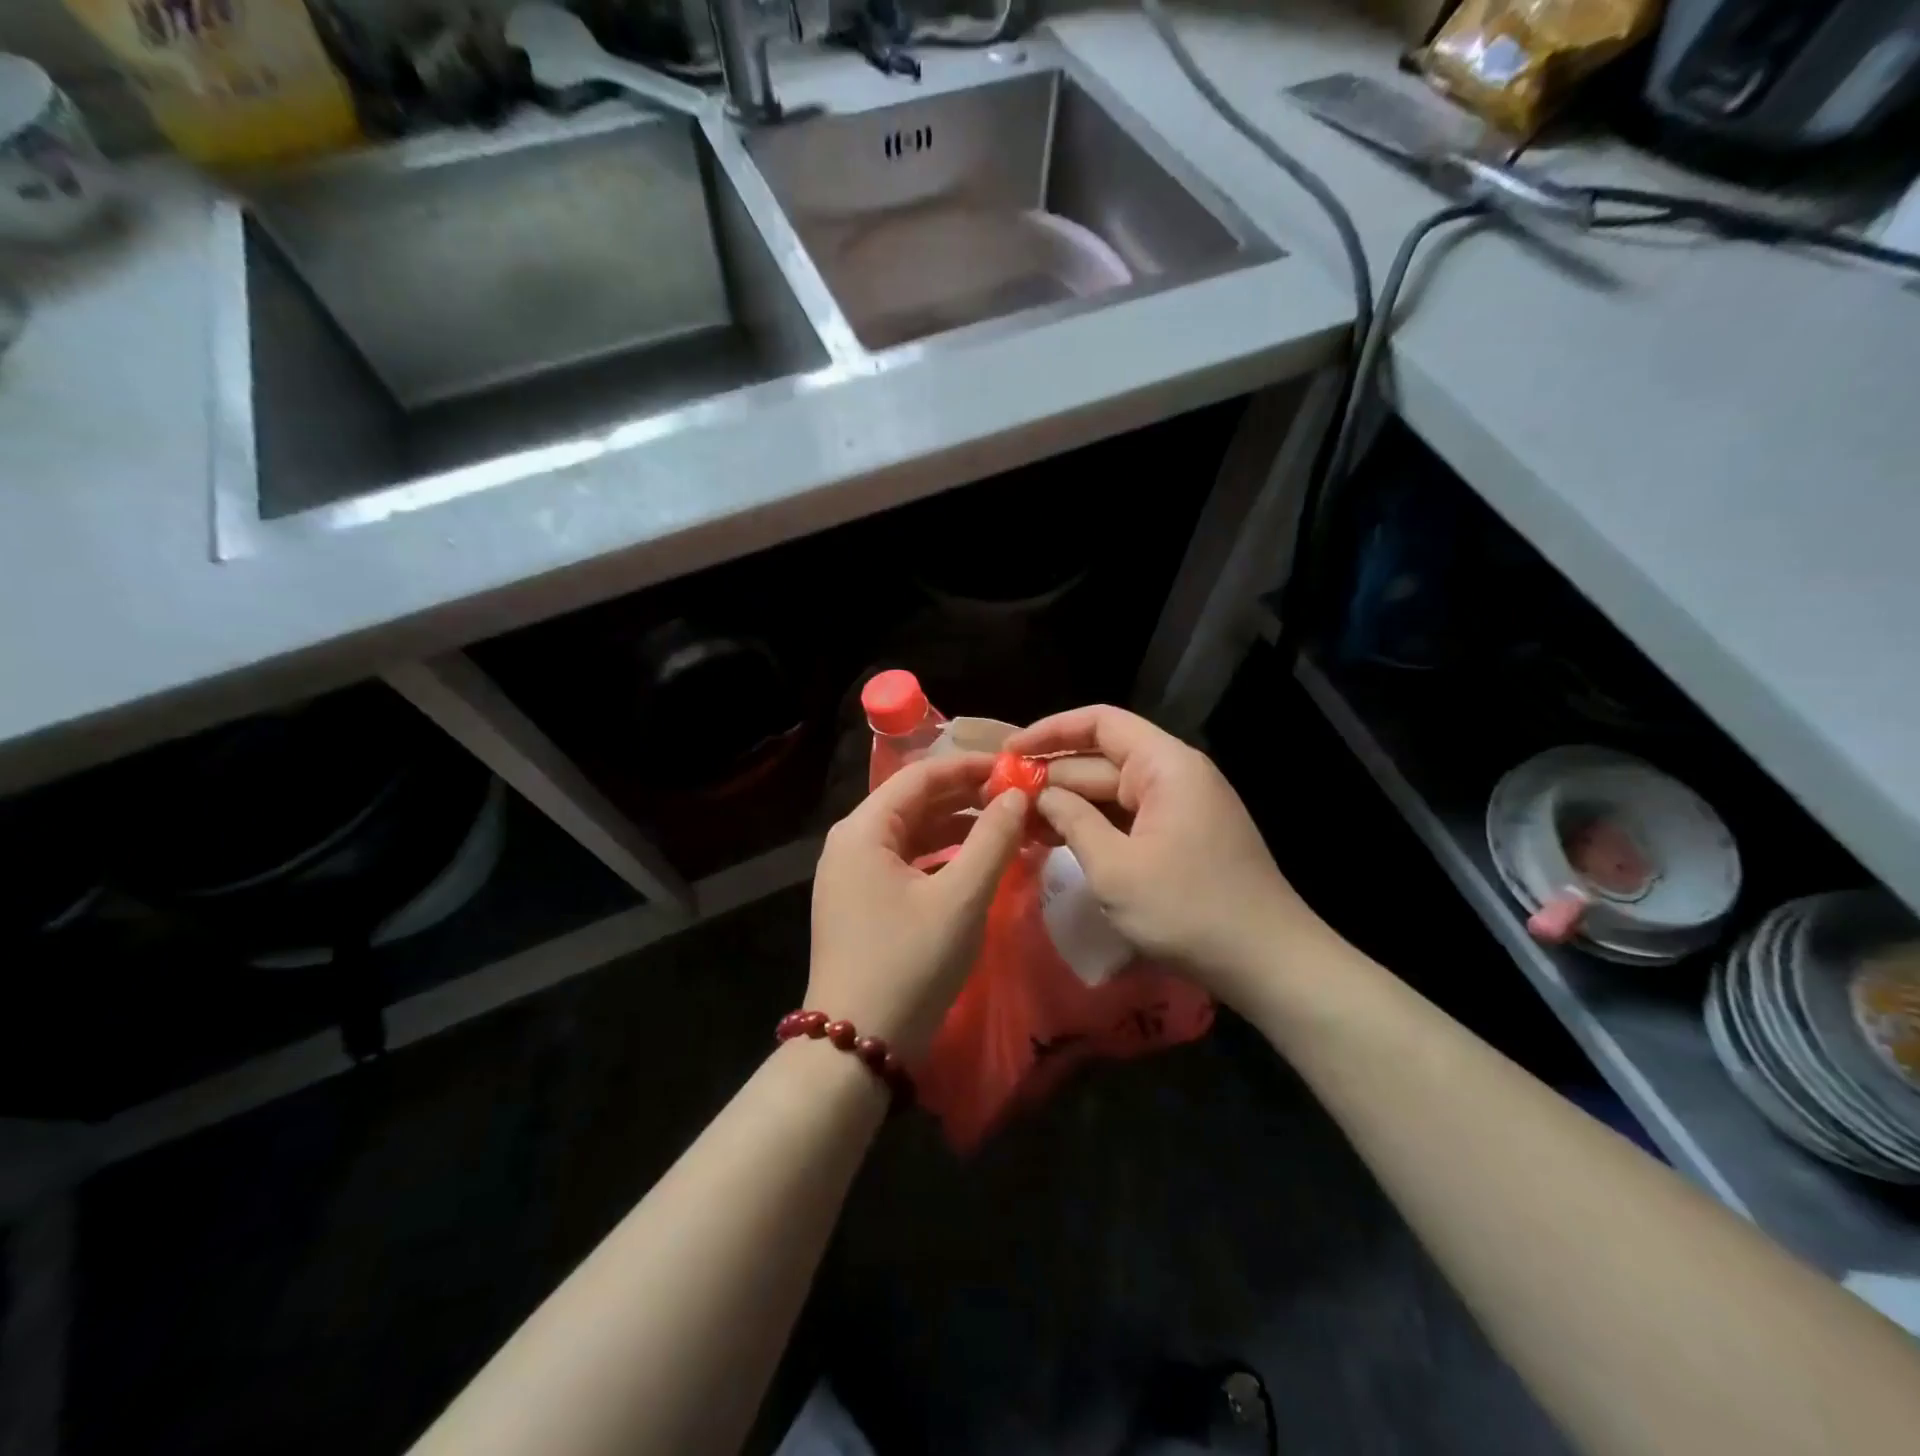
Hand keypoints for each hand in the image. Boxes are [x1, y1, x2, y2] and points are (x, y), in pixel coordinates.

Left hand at [808, 753, 1029, 1057]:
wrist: (858, 1045)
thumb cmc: (910, 963)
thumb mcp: (962, 898)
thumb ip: (993, 839)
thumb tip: (1017, 796)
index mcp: (863, 829)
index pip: (920, 776)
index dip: (969, 766)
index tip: (1014, 767)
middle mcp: (850, 842)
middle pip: (913, 802)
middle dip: (965, 797)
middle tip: (1016, 797)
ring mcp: (851, 874)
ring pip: (911, 833)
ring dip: (957, 828)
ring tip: (1006, 826)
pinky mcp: (860, 902)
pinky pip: (905, 862)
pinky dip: (941, 857)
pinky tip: (976, 863)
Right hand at [1005, 706, 1341, 1007]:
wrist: (1269, 963)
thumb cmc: (1188, 909)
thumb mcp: (1115, 867)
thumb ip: (1072, 821)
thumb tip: (1041, 795)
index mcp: (1165, 766)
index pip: (1101, 723)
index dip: (1050, 731)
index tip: (1008, 753)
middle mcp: (1174, 776)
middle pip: (1101, 760)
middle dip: (1051, 777)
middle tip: (999, 798)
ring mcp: (1180, 808)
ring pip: (1111, 793)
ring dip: (1067, 806)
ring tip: (1016, 823)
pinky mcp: (1181, 838)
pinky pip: (1127, 819)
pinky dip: (1092, 827)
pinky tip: (1055, 842)